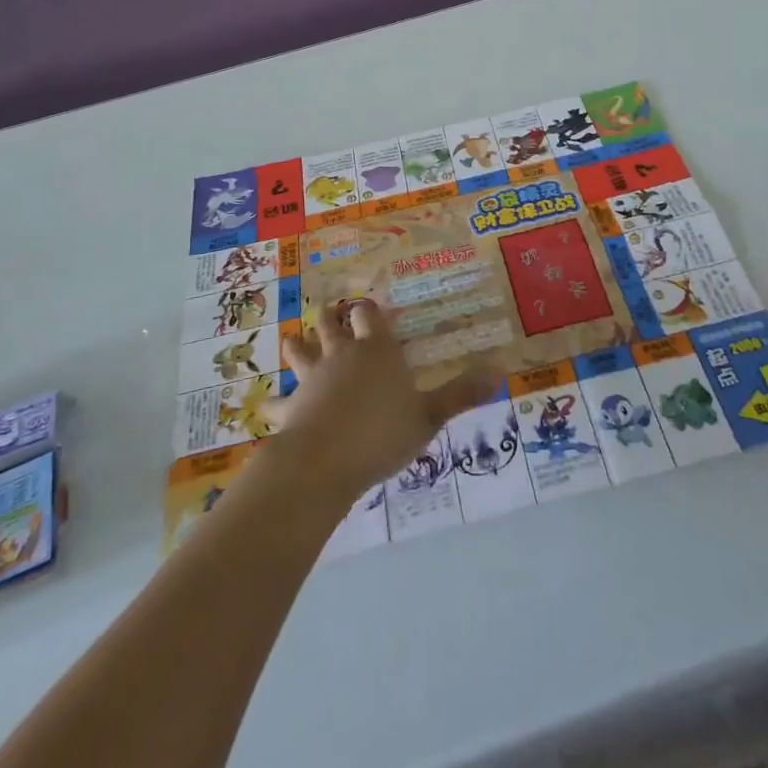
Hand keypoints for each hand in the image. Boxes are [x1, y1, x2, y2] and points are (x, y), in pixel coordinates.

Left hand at [276, 298, 491, 501]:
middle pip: (332, 323)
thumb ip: (460, 394)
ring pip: (301, 350)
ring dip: (298, 345)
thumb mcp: (429, 416)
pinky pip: (280, 401)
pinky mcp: (293, 405)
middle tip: (331, 313)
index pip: (370, 314)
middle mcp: (343, 354)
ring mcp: (313, 377)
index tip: (370, 307)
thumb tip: (499, 372)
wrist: (325, 460)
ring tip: (293, 339)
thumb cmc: (383, 432)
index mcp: (377, 349)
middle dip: (332, 317)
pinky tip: (268, 407)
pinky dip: (275, 403)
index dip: (370, 310)